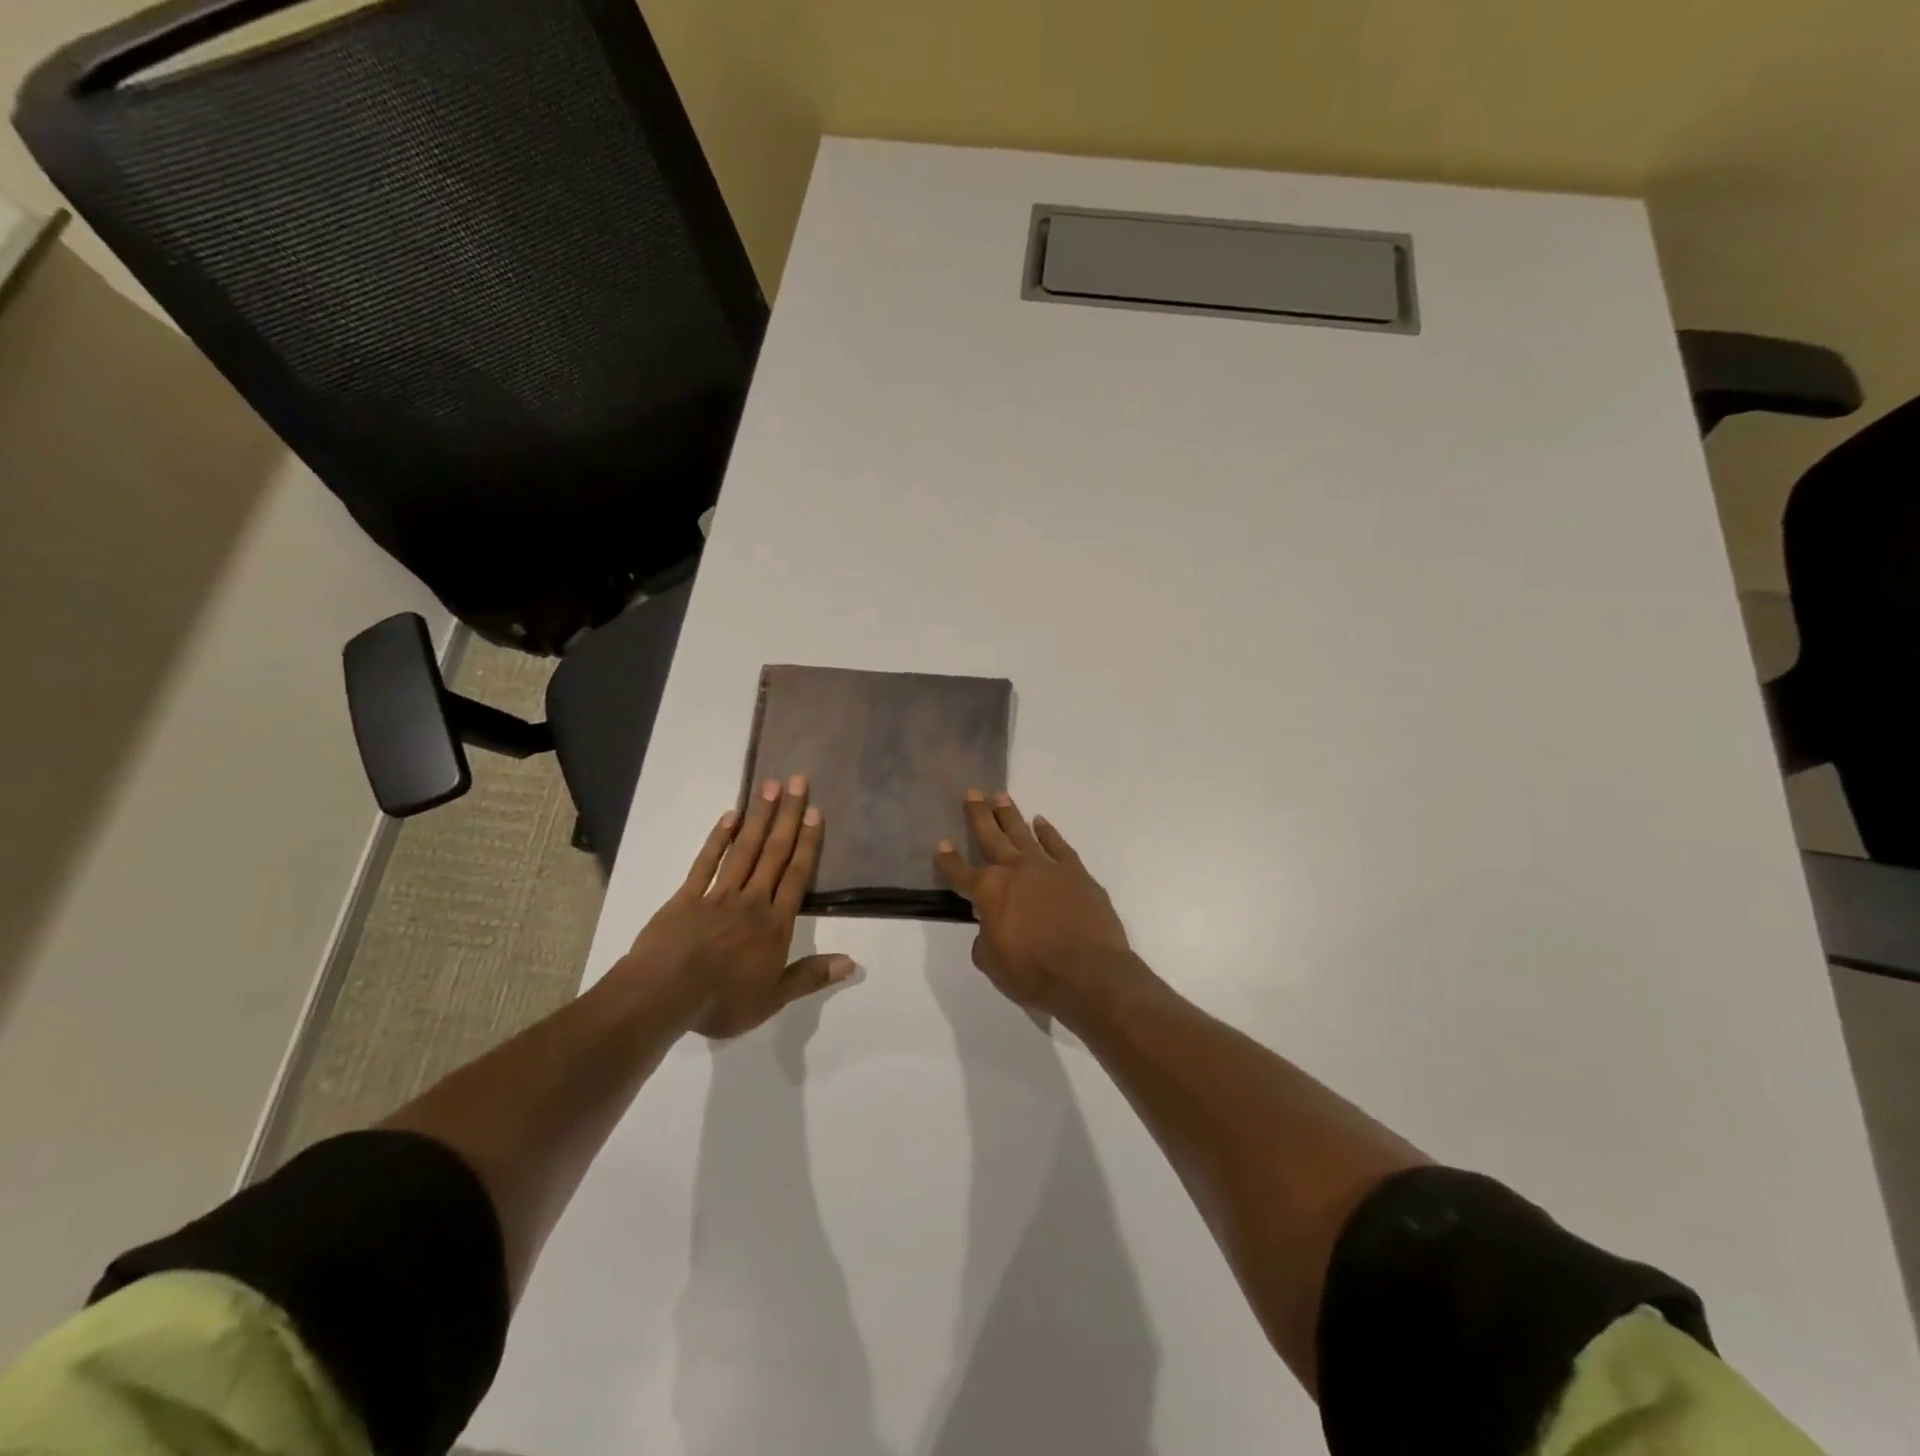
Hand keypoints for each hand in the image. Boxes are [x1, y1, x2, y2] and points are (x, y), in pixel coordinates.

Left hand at [627, 775, 854, 1037]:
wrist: (663, 995)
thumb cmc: (722, 1001)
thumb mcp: (773, 998)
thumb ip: (811, 976)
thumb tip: (852, 963)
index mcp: (775, 923)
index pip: (797, 876)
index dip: (808, 843)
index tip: (815, 812)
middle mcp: (752, 900)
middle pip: (774, 852)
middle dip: (788, 816)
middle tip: (798, 781)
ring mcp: (718, 894)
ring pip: (744, 849)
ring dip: (759, 817)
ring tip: (770, 787)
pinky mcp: (687, 896)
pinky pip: (706, 861)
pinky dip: (718, 838)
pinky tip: (729, 816)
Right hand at [934, 791, 1135, 1015]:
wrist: (1088, 972)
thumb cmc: (1033, 973)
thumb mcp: (992, 963)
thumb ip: (984, 940)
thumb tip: (988, 927)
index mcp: (988, 892)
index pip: (960, 872)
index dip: (948, 860)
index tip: (942, 844)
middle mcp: (1015, 870)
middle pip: (991, 836)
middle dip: (978, 815)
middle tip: (972, 792)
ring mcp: (1047, 867)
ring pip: (1023, 832)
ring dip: (1009, 815)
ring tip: (1000, 796)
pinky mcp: (1076, 872)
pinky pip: (1058, 845)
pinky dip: (1048, 832)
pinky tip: (1040, 822)